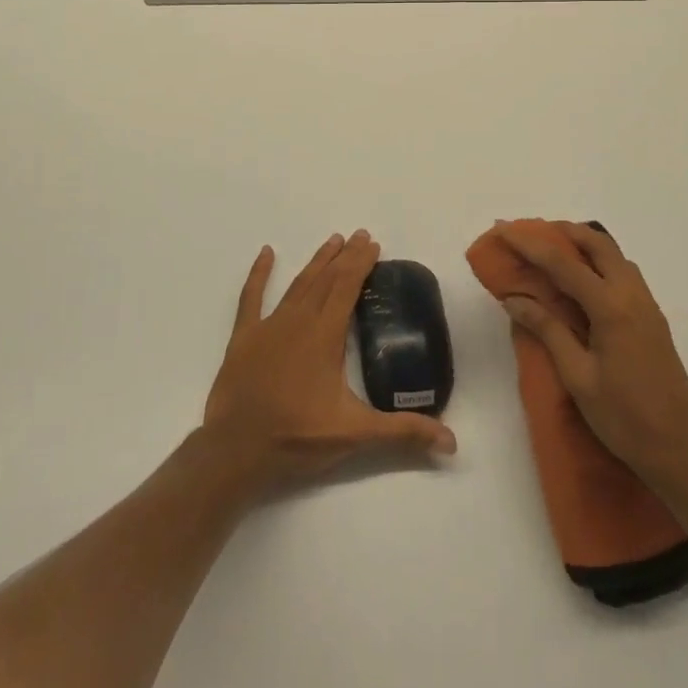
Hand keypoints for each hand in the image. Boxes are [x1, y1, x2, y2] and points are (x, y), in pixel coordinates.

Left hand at [202, 230, 456, 496]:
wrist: (235, 451)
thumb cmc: (297, 437)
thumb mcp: (356, 434)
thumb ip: (403, 432)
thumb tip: (451, 441)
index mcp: (325, 335)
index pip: (347, 287)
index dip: (361, 263)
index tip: (373, 244)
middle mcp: (299, 320)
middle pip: (326, 279)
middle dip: (345, 256)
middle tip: (359, 235)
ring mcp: (269, 326)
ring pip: (298, 284)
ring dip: (316, 262)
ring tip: (332, 241)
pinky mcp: (244, 337)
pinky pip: (251, 298)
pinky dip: (259, 274)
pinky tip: (266, 253)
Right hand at [497, 222, 687, 497]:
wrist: (679, 451)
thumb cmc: (623, 418)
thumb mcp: (578, 376)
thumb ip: (548, 330)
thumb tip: (514, 299)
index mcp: (611, 307)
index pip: (563, 263)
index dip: (530, 244)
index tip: (504, 230)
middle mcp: (632, 295)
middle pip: (597, 244)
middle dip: (564, 232)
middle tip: (532, 234)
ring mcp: (647, 305)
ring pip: (615, 256)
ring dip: (584, 245)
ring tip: (554, 252)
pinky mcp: (653, 318)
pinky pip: (624, 274)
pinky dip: (600, 263)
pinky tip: (583, 282)